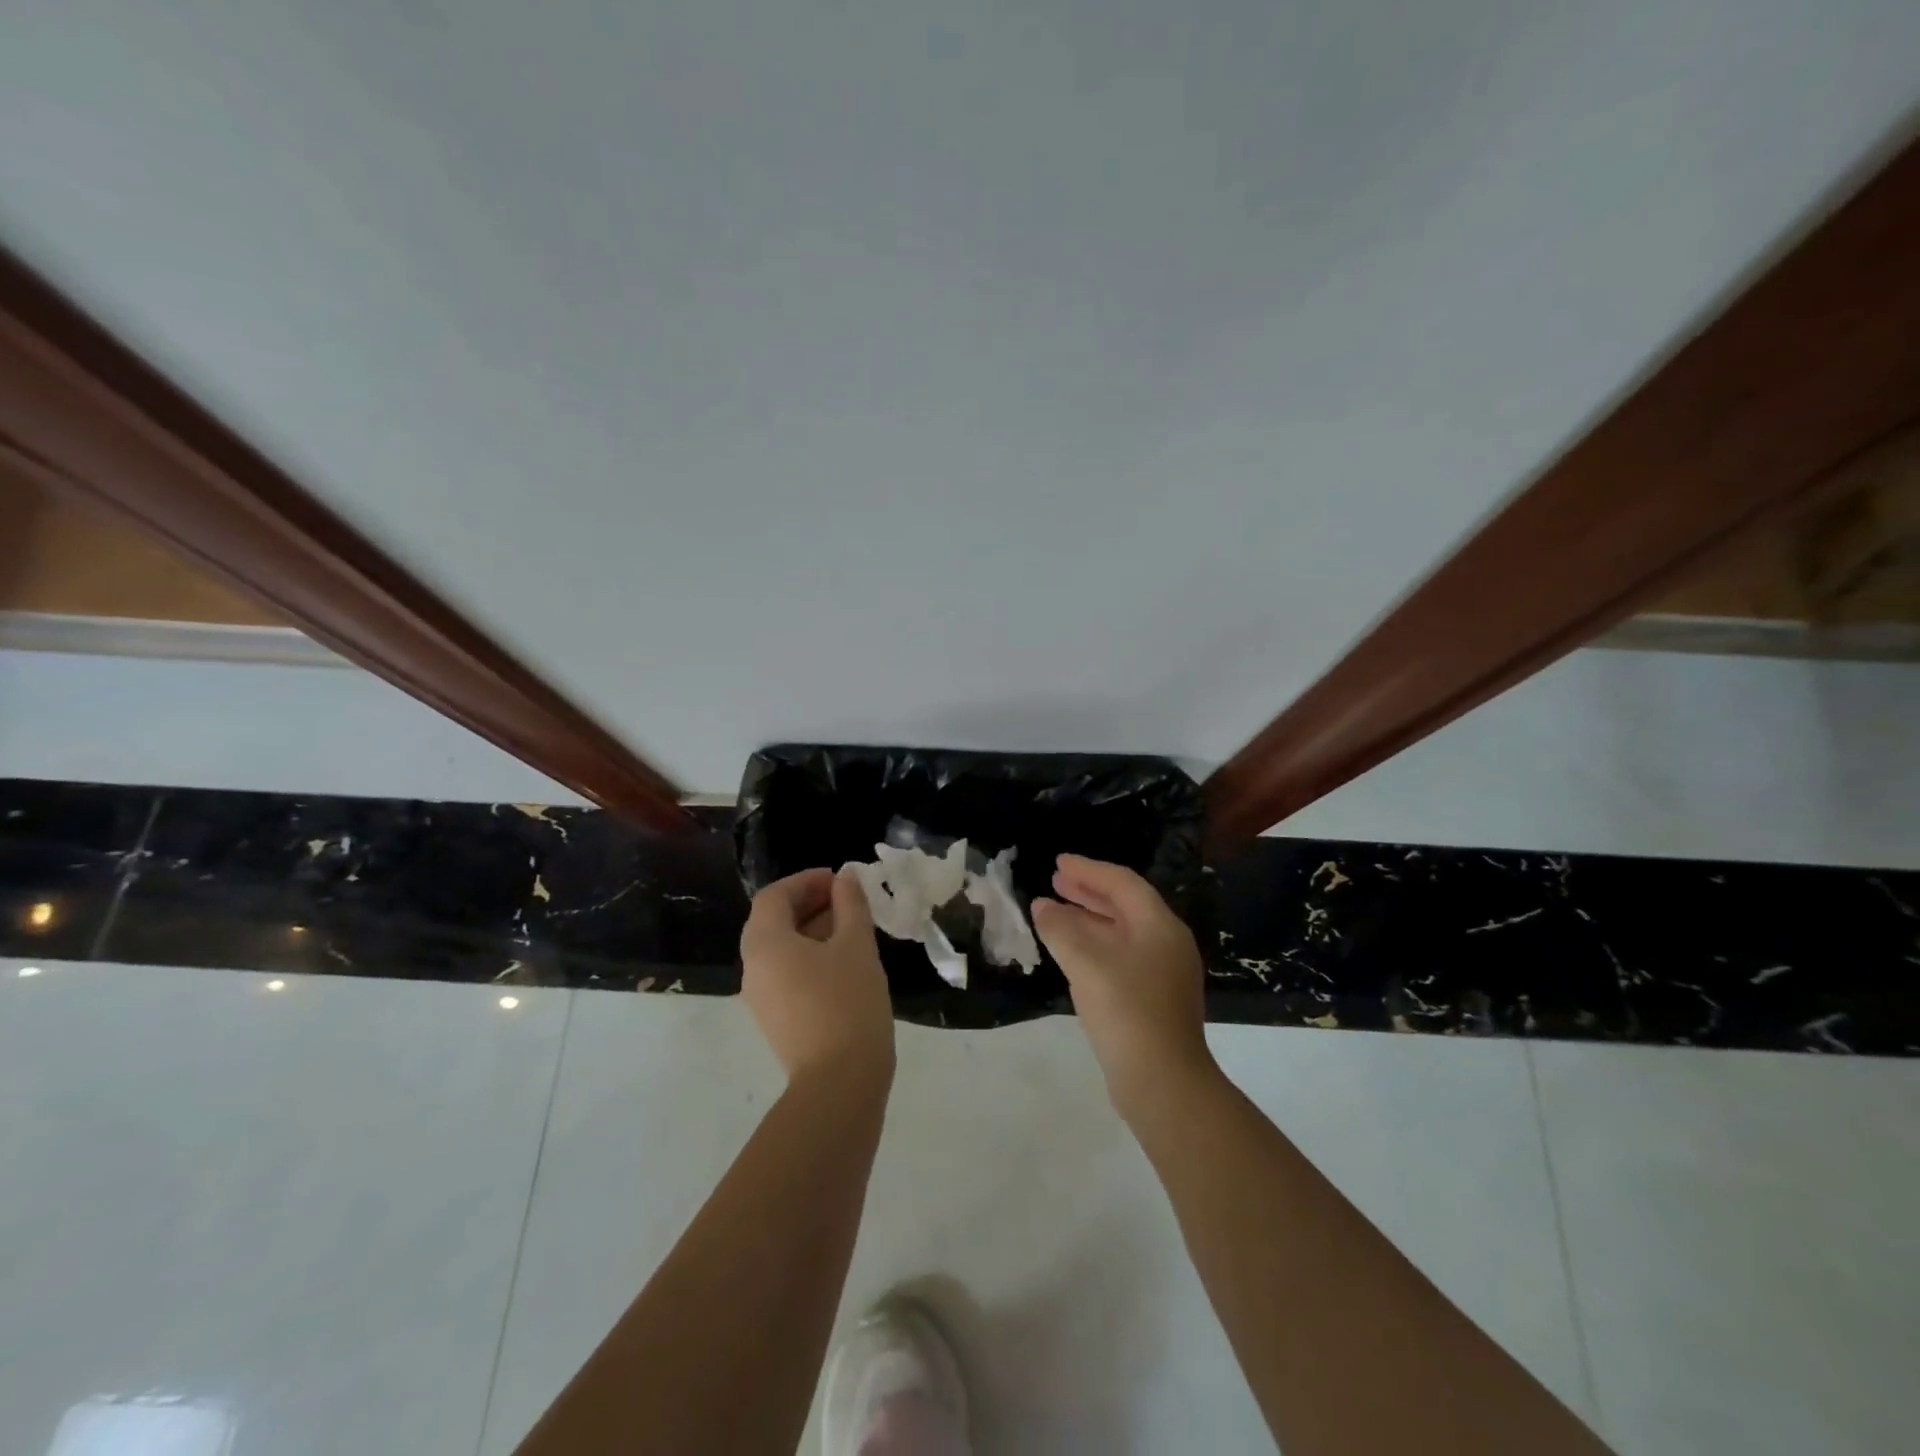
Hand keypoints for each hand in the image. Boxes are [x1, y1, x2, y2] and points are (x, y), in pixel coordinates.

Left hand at [740, 867, 894, 1086]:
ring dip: (812, 930)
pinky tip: (843, 962)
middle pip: (773, 920)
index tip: (841, 880)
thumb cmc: (848, 1002)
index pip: (774, 896)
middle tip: (848, 901)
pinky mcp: (775, 1019)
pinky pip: (785, 973)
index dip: (806, 881)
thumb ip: (850, 904)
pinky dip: (809, 956)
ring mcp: (760, 997)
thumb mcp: (857, 944)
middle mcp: (752, 967)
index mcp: (764, 943)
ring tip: (852, 929)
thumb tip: (846, 877)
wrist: (839, 1082)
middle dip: (810, 903)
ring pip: (780, 948)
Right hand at [1031, 854, 1216, 1117]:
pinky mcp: (1153, 999)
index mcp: (1159, 926)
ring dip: (1087, 919)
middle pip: (1124, 905)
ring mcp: (1163, 973)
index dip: (1088, 870)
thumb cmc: (1127, 1011)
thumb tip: (1041, 906)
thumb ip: (1060, 929)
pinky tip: (1070, 953)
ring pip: (1121, 932)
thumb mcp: (1087, 963)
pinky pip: (1120, 956)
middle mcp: (1166, 943)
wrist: (1164, 1083)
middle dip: (1088, 892)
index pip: (1122, 883)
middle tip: (1055, 881)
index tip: (1058, 862)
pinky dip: (1093, 945)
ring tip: (1053, 912)